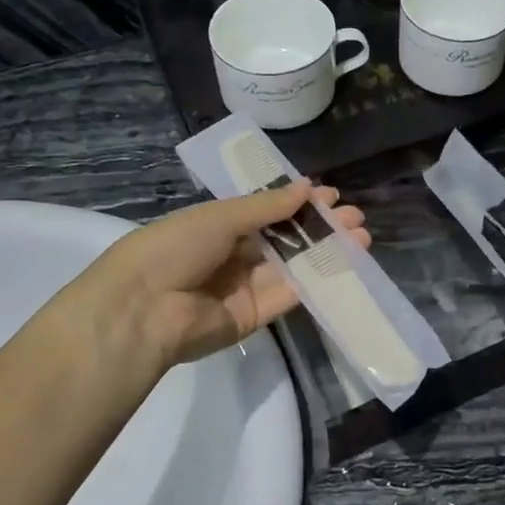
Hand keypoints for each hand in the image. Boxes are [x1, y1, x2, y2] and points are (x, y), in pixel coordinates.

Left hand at [62, 181, 369, 387]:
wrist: (143, 310)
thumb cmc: (174, 248)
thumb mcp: (221, 216)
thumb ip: (267, 206)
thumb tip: (308, 187)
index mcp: (218, 226)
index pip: (267, 212)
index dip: (298, 203)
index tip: (332, 197)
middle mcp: (233, 255)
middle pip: (285, 239)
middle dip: (320, 227)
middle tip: (355, 218)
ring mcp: (245, 287)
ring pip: (293, 266)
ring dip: (325, 252)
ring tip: (361, 237)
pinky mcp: (255, 317)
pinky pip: (290, 295)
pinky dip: (317, 280)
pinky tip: (345, 265)